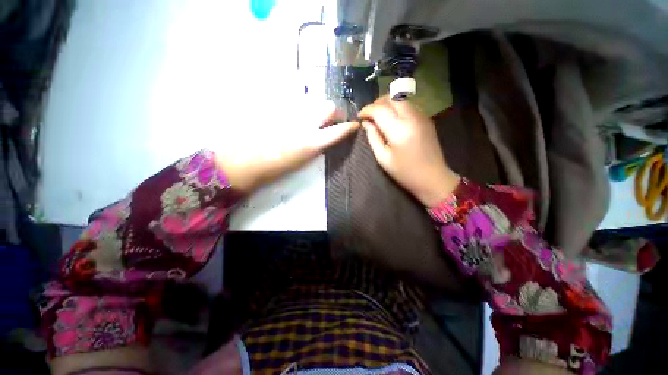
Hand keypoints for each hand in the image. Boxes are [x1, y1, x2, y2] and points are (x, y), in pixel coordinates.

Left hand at [217, 100, 358, 192]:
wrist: (244, 162)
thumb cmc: (275, 169)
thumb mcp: (302, 162)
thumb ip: (317, 147)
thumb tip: (326, 137)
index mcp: (310, 143)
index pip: (337, 131)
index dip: (349, 127)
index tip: (354, 125)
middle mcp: (303, 124)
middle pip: (328, 106)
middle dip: (334, 112)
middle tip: (332, 120)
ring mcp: (290, 113)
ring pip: (313, 101)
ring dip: (318, 109)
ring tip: (313, 118)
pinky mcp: (277, 107)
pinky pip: (296, 101)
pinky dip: (302, 107)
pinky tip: (296, 115)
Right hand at [359, 95, 459, 206]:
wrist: (433, 178)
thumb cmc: (405, 172)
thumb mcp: (383, 158)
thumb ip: (373, 137)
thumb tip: (366, 123)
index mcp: (399, 130)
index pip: (380, 109)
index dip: (367, 110)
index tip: (360, 116)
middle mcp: (412, 118)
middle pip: (392, 98)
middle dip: (377, 103)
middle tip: (369, 115)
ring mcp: (422, 117)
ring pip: (401, 100)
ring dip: (388, 104)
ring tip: (379, 116)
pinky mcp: (427, 119)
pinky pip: (409, 106)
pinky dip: (398, 108)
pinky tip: (393, 120)